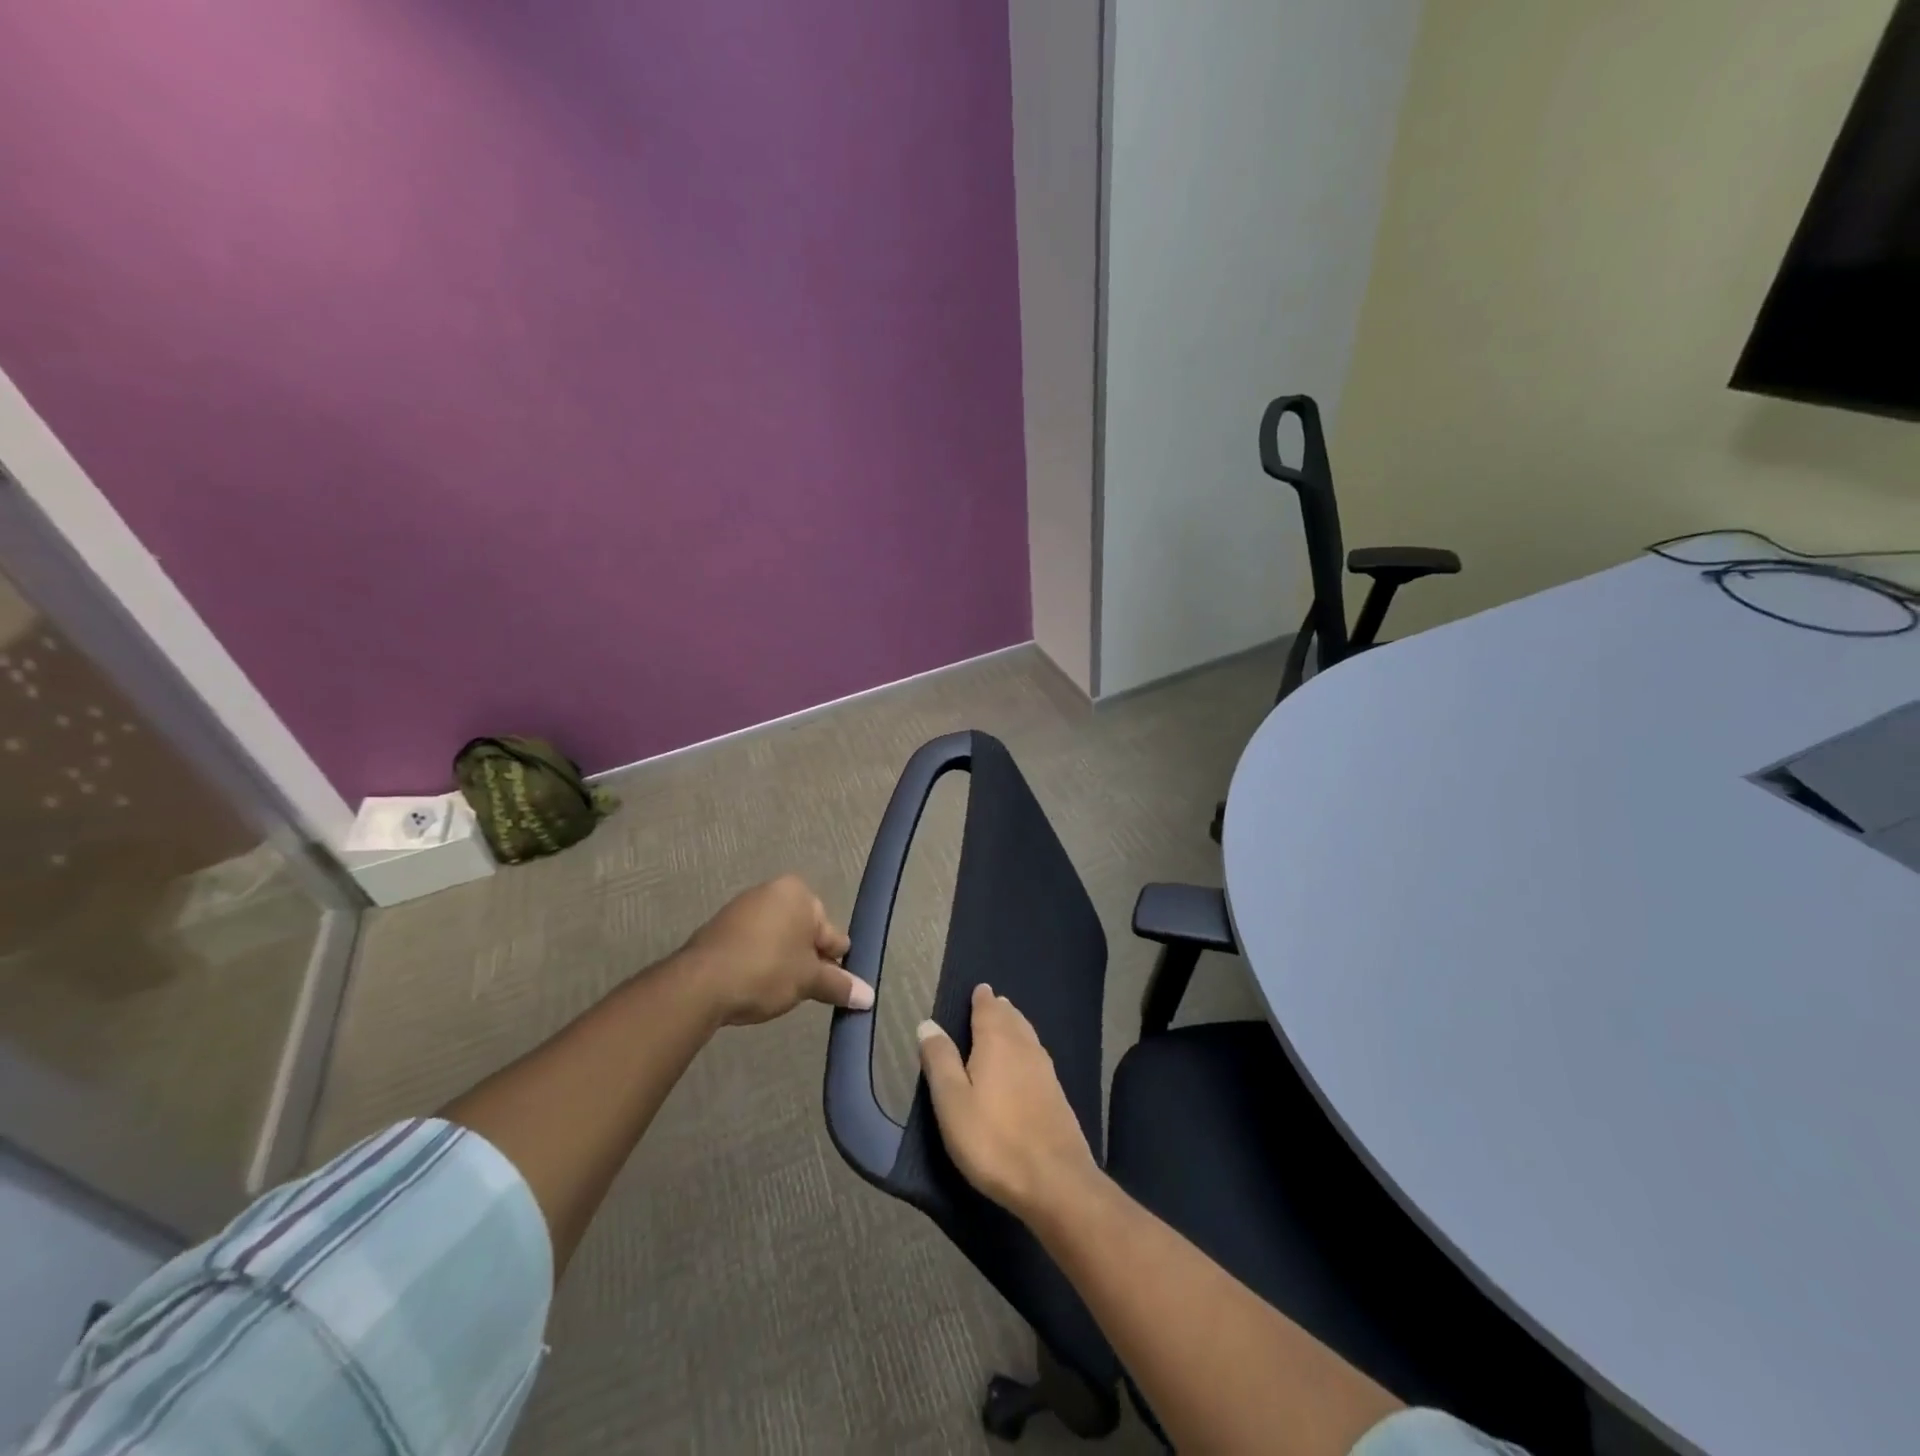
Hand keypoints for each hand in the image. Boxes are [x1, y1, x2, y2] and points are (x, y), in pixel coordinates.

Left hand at [679, 875, 870, 1026]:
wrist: (700, 984)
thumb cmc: (767, 970)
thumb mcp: (809, 980)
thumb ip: (839, 985)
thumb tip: (869, 997)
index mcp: (797, 892)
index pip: (830, 930)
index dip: (834, 960)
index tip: (831, 986)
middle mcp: (770, 891)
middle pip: (803, 931)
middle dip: (807, 960)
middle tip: (805, 991)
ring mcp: (741, 908)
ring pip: (777, 938)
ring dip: (783, 962)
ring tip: (778, 992)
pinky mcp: (719, 928)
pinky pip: (752, 944)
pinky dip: (759, 961)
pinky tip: (755, 986)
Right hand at [916, 984, 1102, 1223]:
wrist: (1055, 1180)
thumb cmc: (993, 1140)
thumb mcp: (952, 1102)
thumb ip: (940, 1061)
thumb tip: (928, 1023)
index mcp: (997, 1042)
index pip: (988, 1009)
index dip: (982, 998)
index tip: (979, 989)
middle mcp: (1024, 1047)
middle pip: (1011, 1019)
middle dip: (999, 1010)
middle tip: (991, 1003)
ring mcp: (1045, 1070)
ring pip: (1027, 1036)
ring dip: (1015, 1026)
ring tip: (1007, 1023)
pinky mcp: (1057, 1095)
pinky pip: (1037, 1056)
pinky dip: (1026, 1048)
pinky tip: (1025, 1061)